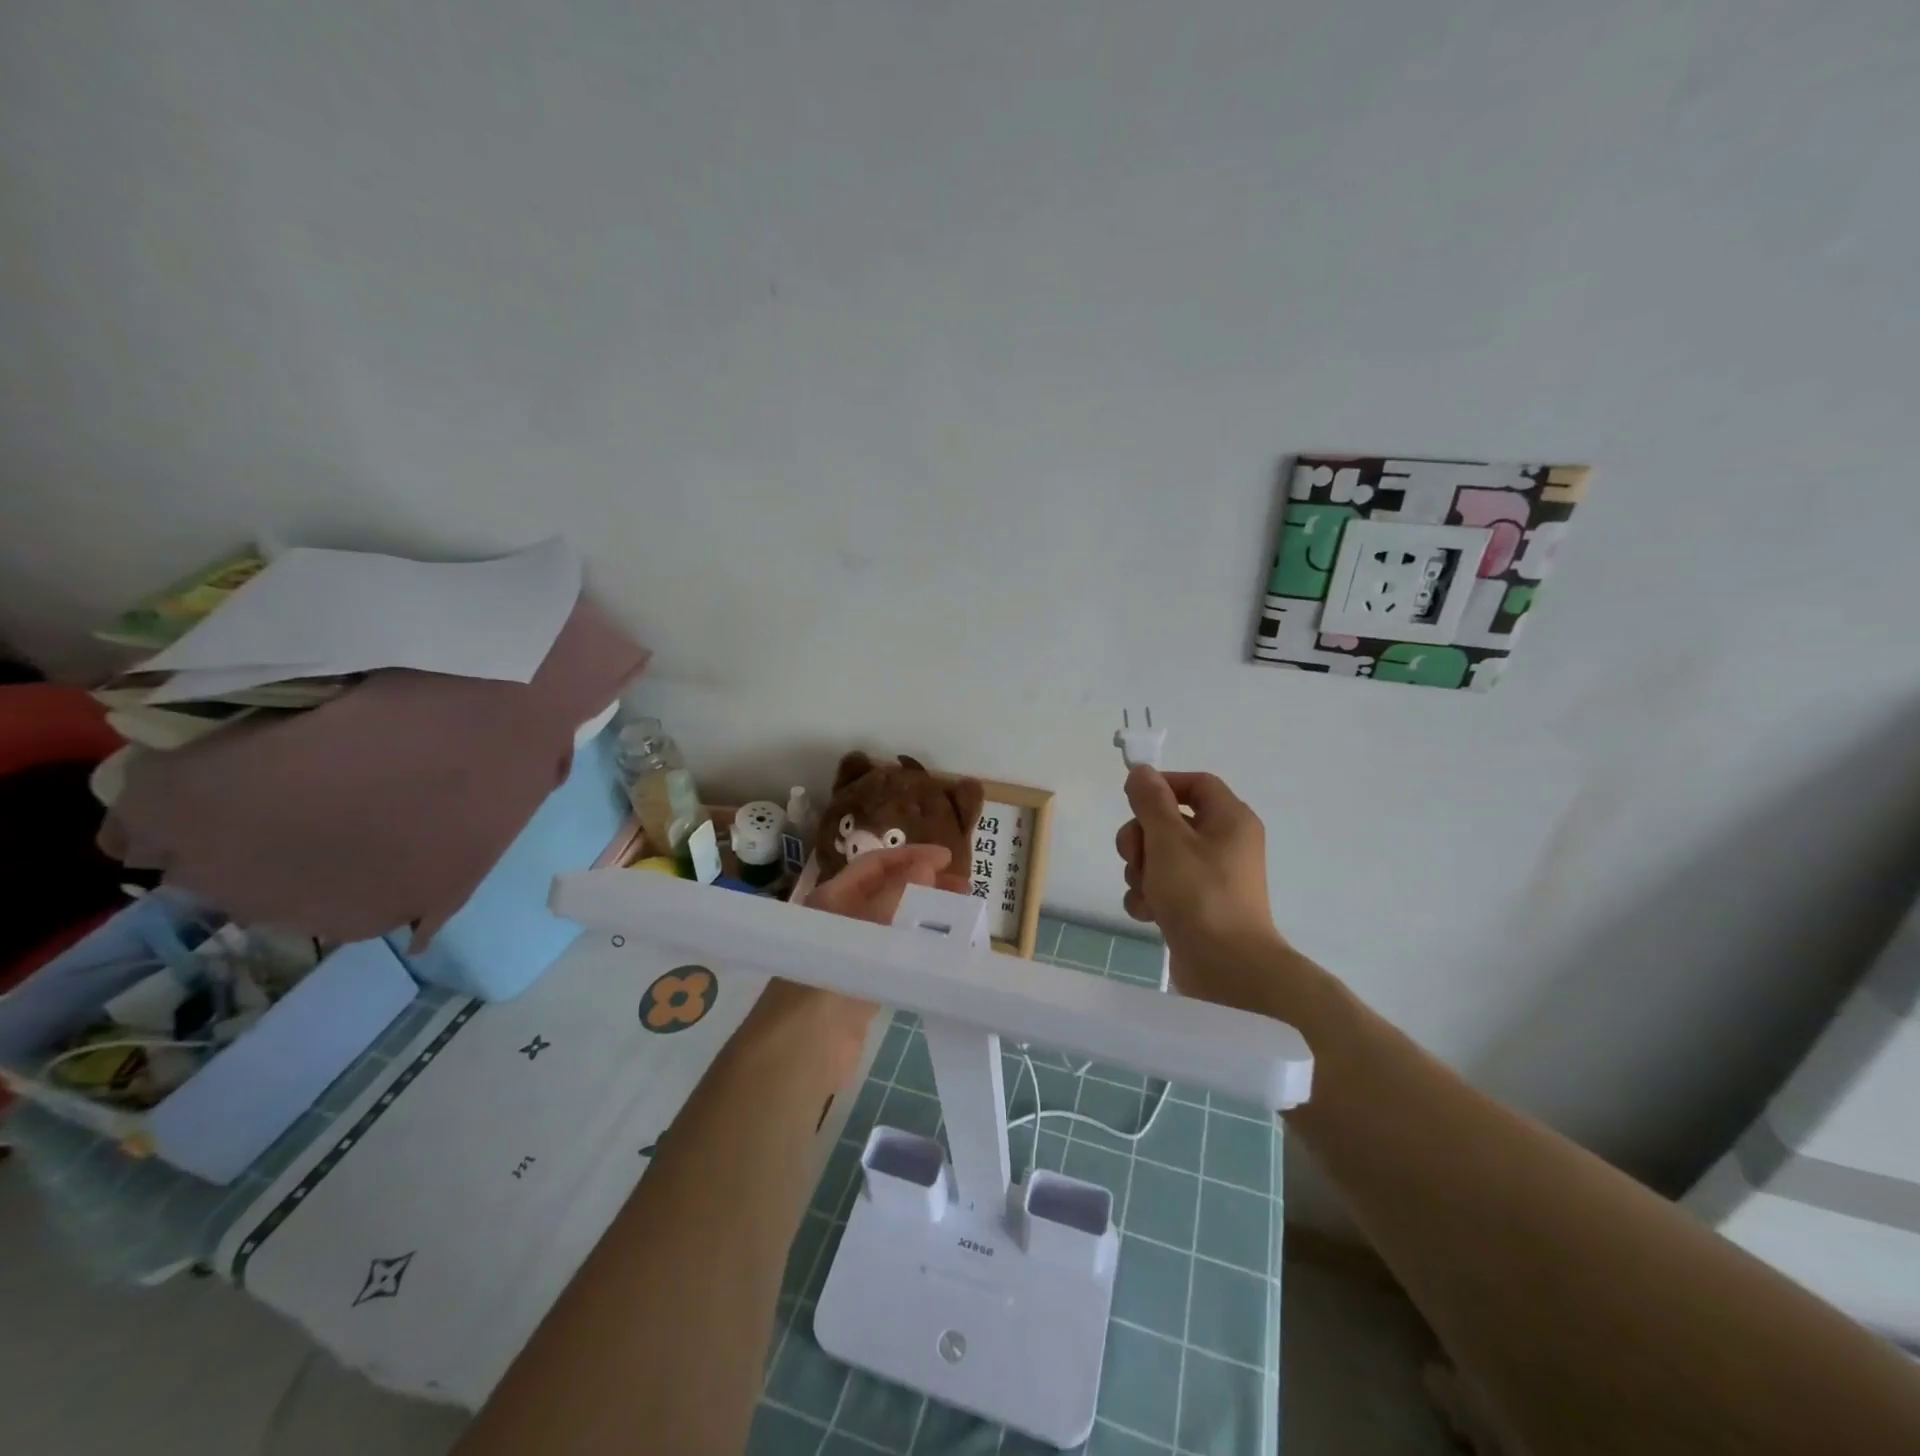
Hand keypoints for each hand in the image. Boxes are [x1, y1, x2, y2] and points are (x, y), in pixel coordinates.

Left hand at [754, 844, 952, 1065]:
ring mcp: (853, 955)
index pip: (874, 865)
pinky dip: (921, 948)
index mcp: (832, 899)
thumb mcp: (863, 931)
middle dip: (923, 885)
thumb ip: (895, 897)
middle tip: (963, 889)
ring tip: (962, 916)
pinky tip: (945, 951)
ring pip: (894, 924)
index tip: (947, 858)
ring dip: (925, 916)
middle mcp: (841, 921)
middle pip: (886, 892)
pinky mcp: (865, 985)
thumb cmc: (829, 979)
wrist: (802, 1051)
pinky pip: (897, 955)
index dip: (910, 856)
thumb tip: (924, 866)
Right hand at [1115, 767, 1284, 1001]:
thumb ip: (1151, 802)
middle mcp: (1224, 844)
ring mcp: (1210, 877)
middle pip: (1170, 820)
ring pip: (1160, 856)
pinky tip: (1148, 913)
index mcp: (1229, 819)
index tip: (1132, 800)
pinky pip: (1164, 887)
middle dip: (1142, 837)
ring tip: (1146, 891)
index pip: (1195, 783)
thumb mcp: (1169, 840)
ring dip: (1141, 871)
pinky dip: (1150, 896)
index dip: (1162, 786)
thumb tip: (1142, 772)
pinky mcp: (1197, 906)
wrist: (1228, 968)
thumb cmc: (1200, 894)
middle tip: (1134, 856)